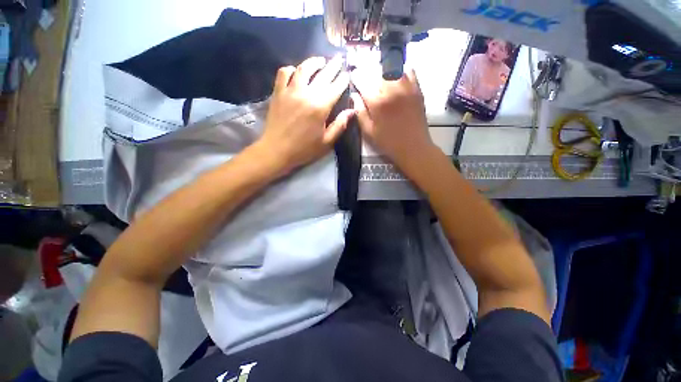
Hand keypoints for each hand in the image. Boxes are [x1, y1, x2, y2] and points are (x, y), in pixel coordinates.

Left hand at [257, 56, 354, 174]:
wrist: (277, 150)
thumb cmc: (304, 149)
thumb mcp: (326, 142)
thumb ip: (339, 125)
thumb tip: (352, 111)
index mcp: (320, 107)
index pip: (335, 88)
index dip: (342, 80)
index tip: (347, 74)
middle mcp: (306, 94)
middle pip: (322, 74)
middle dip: (332, 66)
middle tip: (338, 59)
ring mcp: (290, 91)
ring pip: (303, 69)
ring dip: (313, 62)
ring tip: (320, 61)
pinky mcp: (278, 92)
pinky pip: (283, 73)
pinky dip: (291, 69)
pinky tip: (295, 72)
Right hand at [351, 68, 434, 173]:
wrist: (413, 147)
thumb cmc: (388, 142)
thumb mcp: (369, 132)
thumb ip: (360, 113)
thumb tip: (354, 96)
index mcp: (378, 102)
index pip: (363, 82)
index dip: (356, 77)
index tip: (354, 76)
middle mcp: (392, 90)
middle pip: (378, 70)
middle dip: (371, 72)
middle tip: (368, 79)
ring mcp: (407, 88)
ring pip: (394, 68)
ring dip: (385, 70)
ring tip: (382, 79)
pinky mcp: (417, 90)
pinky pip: (409, 71)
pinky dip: (401, 72)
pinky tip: (397, 80)